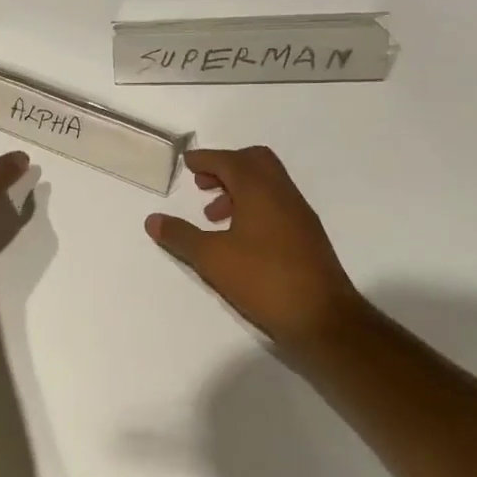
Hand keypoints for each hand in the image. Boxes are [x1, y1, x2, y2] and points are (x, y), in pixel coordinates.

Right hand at [146, 146, 363, 351]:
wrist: (323, 318)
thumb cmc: (263, 280)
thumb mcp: (211, 258)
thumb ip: (180, 236)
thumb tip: (152, 220)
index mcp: (259, 190)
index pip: (229, 160)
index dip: (205, 159)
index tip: (187, 163)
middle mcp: (282, 193)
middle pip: (254, 161)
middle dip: (225, 166)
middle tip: (202, 184)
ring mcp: (299, 213)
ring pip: (267, 183)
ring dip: (239, 188)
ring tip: (214, 216)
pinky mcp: (307, 235)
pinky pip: (277, 202)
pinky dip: (255, 205)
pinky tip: (240, 236)